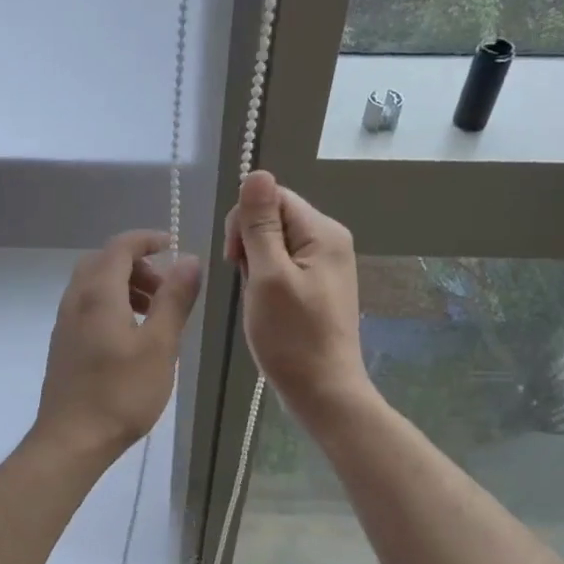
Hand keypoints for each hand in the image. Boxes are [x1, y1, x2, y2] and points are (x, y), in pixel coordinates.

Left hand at [33, 230, 202, 460]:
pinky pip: (87, 307)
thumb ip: (174, 300)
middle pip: (103, 262)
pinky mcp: (63, 344)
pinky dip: (111, 305)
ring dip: (124, 286)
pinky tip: (131, 337)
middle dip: (137, 265)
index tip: (173, 246)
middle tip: (165, 287)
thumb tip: (189, 260)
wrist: (71, 439)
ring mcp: (65, 323)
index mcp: (98, 293)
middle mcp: (75, 300)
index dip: (147, 239)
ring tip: (154, 313)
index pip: (120, 246)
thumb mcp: (160, 345)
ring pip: (94, 286)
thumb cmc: (121, 393)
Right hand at [225, 171, 370, 424]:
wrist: (323, 391)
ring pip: (275, 244)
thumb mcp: (268, 276)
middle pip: (274, 217)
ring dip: (256, 265)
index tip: (234, 259)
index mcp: (323, 232)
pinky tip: (266, 305)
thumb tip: (256, 172)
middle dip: (249, 244)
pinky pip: (283, 266)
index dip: (245, 220)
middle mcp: (330, 240)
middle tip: (248, 283)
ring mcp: (326, 265)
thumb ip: (260, 224)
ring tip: (258, 299)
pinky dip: (266, 280)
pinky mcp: (318, 286)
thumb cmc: (292, 337)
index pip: (272, 197)